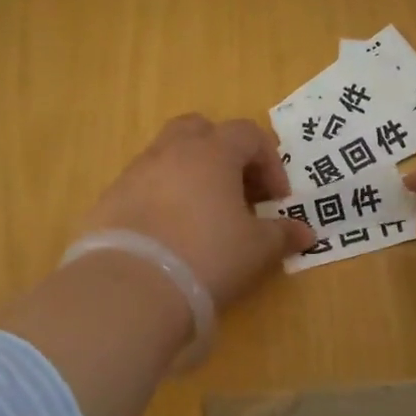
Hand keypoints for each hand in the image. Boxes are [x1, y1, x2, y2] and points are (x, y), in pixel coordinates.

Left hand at [78, 114, 314, 311]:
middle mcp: (171, 151)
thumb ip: (282, 234)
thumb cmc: (207, 256)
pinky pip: (143, 185)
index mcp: (212, 152)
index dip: (269, 162)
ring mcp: (135, 173)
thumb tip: (306, 233)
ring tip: (203, 215)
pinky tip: (169, 234)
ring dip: (190, 175)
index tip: (277, 199)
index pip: (248, 134)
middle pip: (200, 129)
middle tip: (237, 189)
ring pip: (168, 155)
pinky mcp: (109, 199)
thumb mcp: (256, 249)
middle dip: (223, 152)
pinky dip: (161, 198)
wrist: (130, 287)